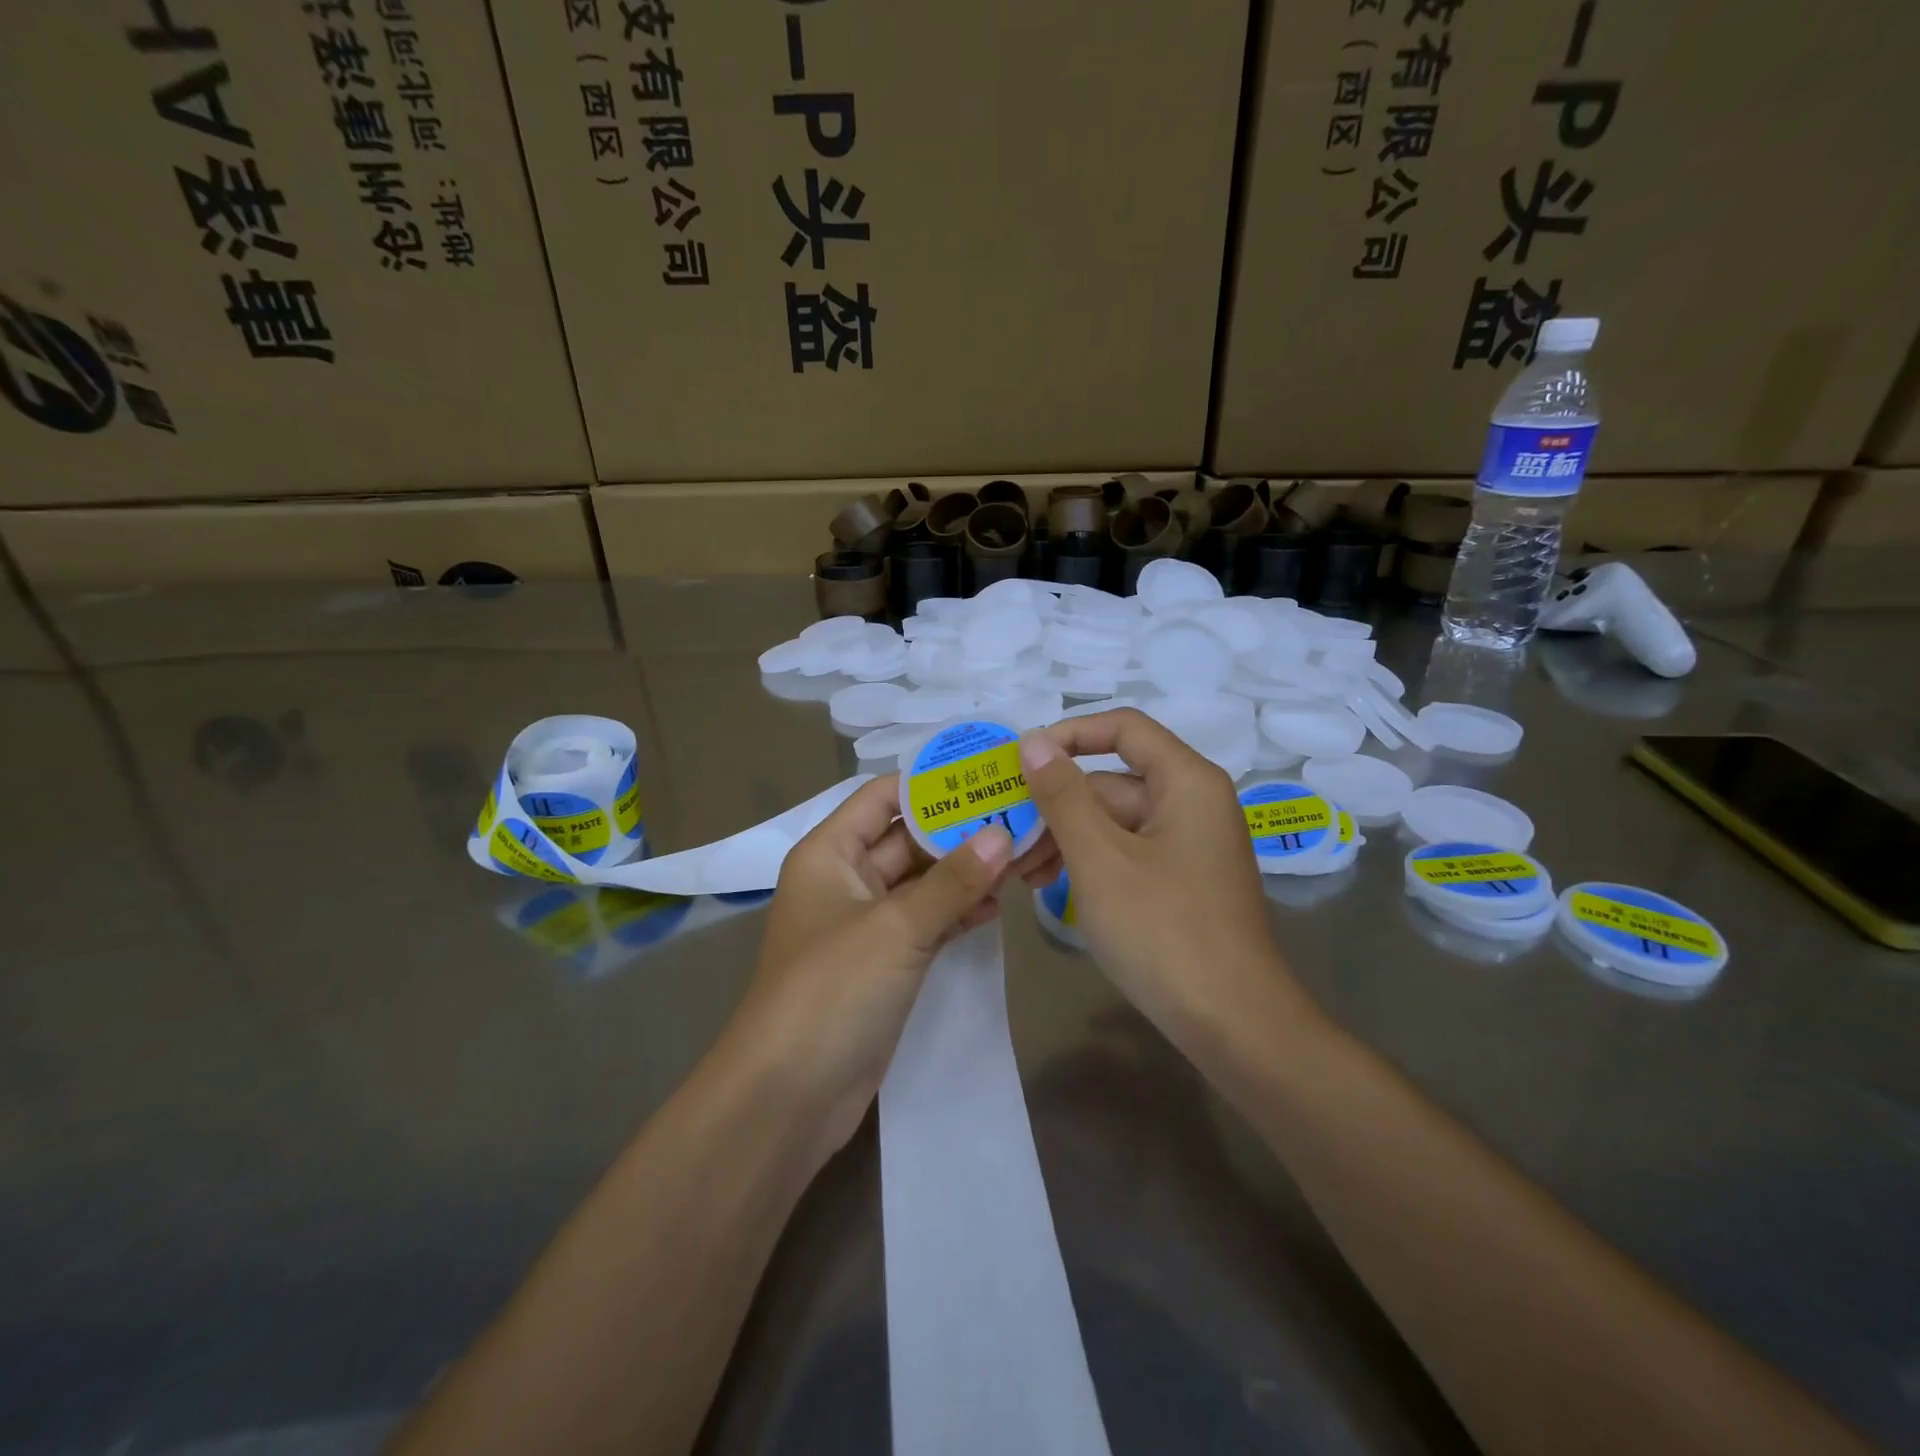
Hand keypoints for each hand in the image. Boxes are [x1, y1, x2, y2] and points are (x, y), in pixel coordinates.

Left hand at [723, 774, 1012, 1167]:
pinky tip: (998, 906)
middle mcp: (844, 880)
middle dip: (958, 830)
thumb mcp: (896, 928)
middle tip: (1018, 816)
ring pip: (920, 883)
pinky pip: (925, 923)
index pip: (881, 798)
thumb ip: (952, 881)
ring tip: (1021, 857)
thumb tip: (1004, 835)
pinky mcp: (883, 963)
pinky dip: (957, 912)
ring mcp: (865, 924)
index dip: (929, 784)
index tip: (985, 773)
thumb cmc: (831, 990)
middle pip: (906, 839)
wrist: (789, 1095)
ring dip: (964, 872)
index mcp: (829, 854)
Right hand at [1012, 709, 1313, 1048]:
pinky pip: (1126, 854)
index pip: (1123, 728)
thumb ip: (1062, 794)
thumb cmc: (1164, 930)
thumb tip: (1033, 741)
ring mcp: (1188, 846)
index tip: (1021, 760)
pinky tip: (1050, 887)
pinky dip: (1089, 863)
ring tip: (1020, 872)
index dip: (1069, 734)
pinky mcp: (1181, 882)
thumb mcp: (1099, 858)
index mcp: (1186, 781)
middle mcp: (1193, 803)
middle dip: (1055, 805)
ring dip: (1065, 838)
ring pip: (1114, 822)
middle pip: (1112, 781)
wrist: (1234, 1025)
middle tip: (1005, 835)